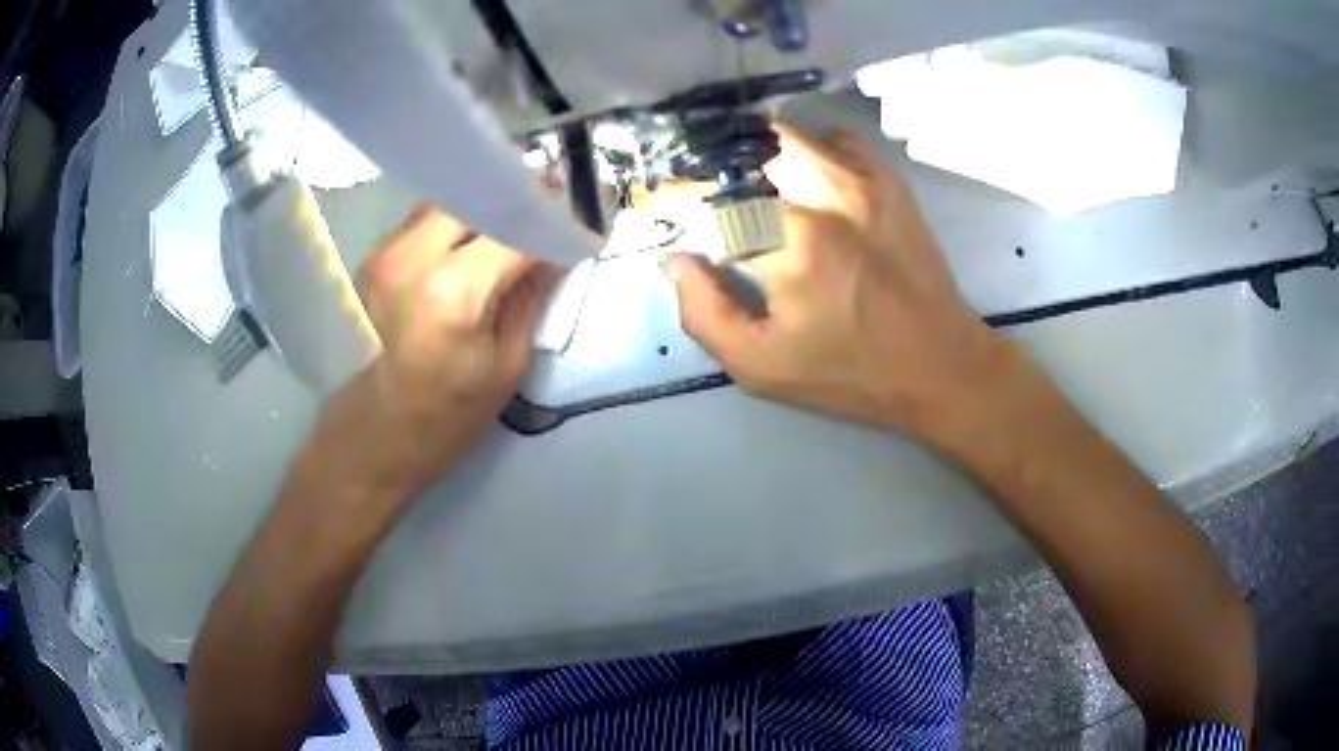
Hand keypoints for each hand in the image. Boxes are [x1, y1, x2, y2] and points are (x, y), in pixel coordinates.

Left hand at [310, 205, 559, 500]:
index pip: (517, 228)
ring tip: (516, 219)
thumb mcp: (509, 363)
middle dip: (520, 197)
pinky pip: (426, 220)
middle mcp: (412, 256)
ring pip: (450, 201)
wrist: (376, 434)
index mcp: (453, 291)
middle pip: (479, 197)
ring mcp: (386, 251)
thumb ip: (534, 294)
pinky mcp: (375, 256)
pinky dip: (458, 221)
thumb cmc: (448, 415)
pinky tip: (476, 238)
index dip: (556, 216)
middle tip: (553, 205)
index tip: (588, 209)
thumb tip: (559, 247)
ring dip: (486, 206)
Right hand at [663, 126, 1020, 440]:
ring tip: (757, 184)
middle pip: (746, 152)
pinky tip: (810, 178)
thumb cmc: (851, 373)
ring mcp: (861, 181)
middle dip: (719, 170)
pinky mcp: (889, 181)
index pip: (711, 200)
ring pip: (789, 135)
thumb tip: (676, 260)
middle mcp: (823, 196)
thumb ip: (705, 314)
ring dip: (761, 154)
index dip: (683, 204)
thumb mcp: (762, 367)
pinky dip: (813, 147)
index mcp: (788, 245)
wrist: (941, 365)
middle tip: (716, 199)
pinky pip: (839, 138)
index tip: (678, 218)